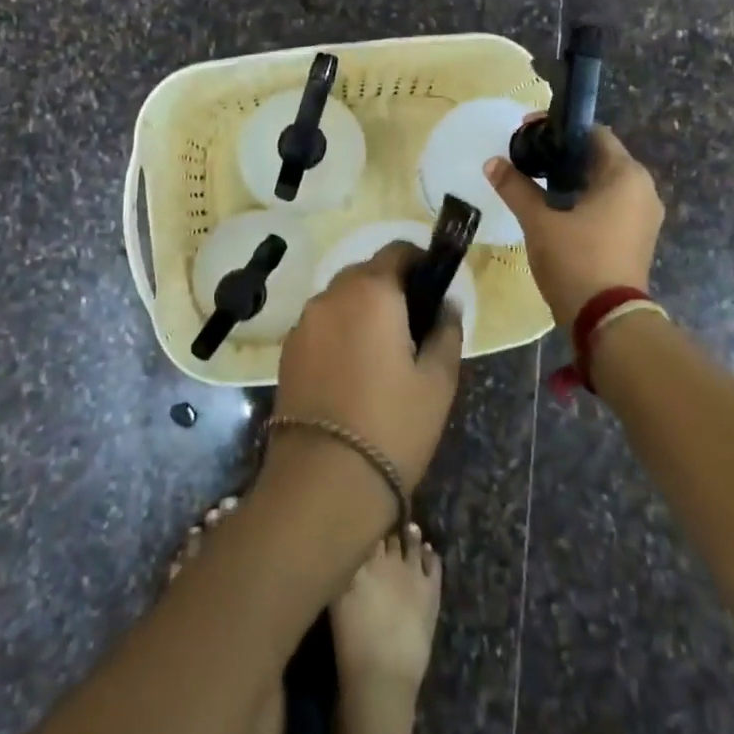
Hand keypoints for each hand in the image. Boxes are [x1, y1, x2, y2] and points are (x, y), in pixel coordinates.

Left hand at [270, 244, 463, 494]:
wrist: (323, 482)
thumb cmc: (392, 425)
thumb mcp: (437, 381)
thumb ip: (446, 332)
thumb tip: (447, 306)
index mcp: (371, 291)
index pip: (397, 251)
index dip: (420, 262)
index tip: (435, 288)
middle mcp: (331, 296)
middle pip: (366, 273)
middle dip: (392, 288)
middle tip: (415, 326)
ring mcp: (303, 324)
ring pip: (341, 300)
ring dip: (363, 310)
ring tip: (384, 353)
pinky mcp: (286, 352)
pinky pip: (321, 326)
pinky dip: (340, 333)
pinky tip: (354, 371)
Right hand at [484, 123, 663, 325]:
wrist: (607, 321)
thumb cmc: (576, 261)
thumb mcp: (539, 222)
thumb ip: (516, 188)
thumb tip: (492, 163)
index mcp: (626, 175)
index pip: (593, 133)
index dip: (559, 129)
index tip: (527, 132)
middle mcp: (643, 189)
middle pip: (599, 158)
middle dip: (562, 156)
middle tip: (527, 159)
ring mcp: (644, 215)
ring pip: (604, 184)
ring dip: (572, 180)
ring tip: (535, 184)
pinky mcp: (638, 238)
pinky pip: (610, 205)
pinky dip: (584, 201)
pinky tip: (556, 210)